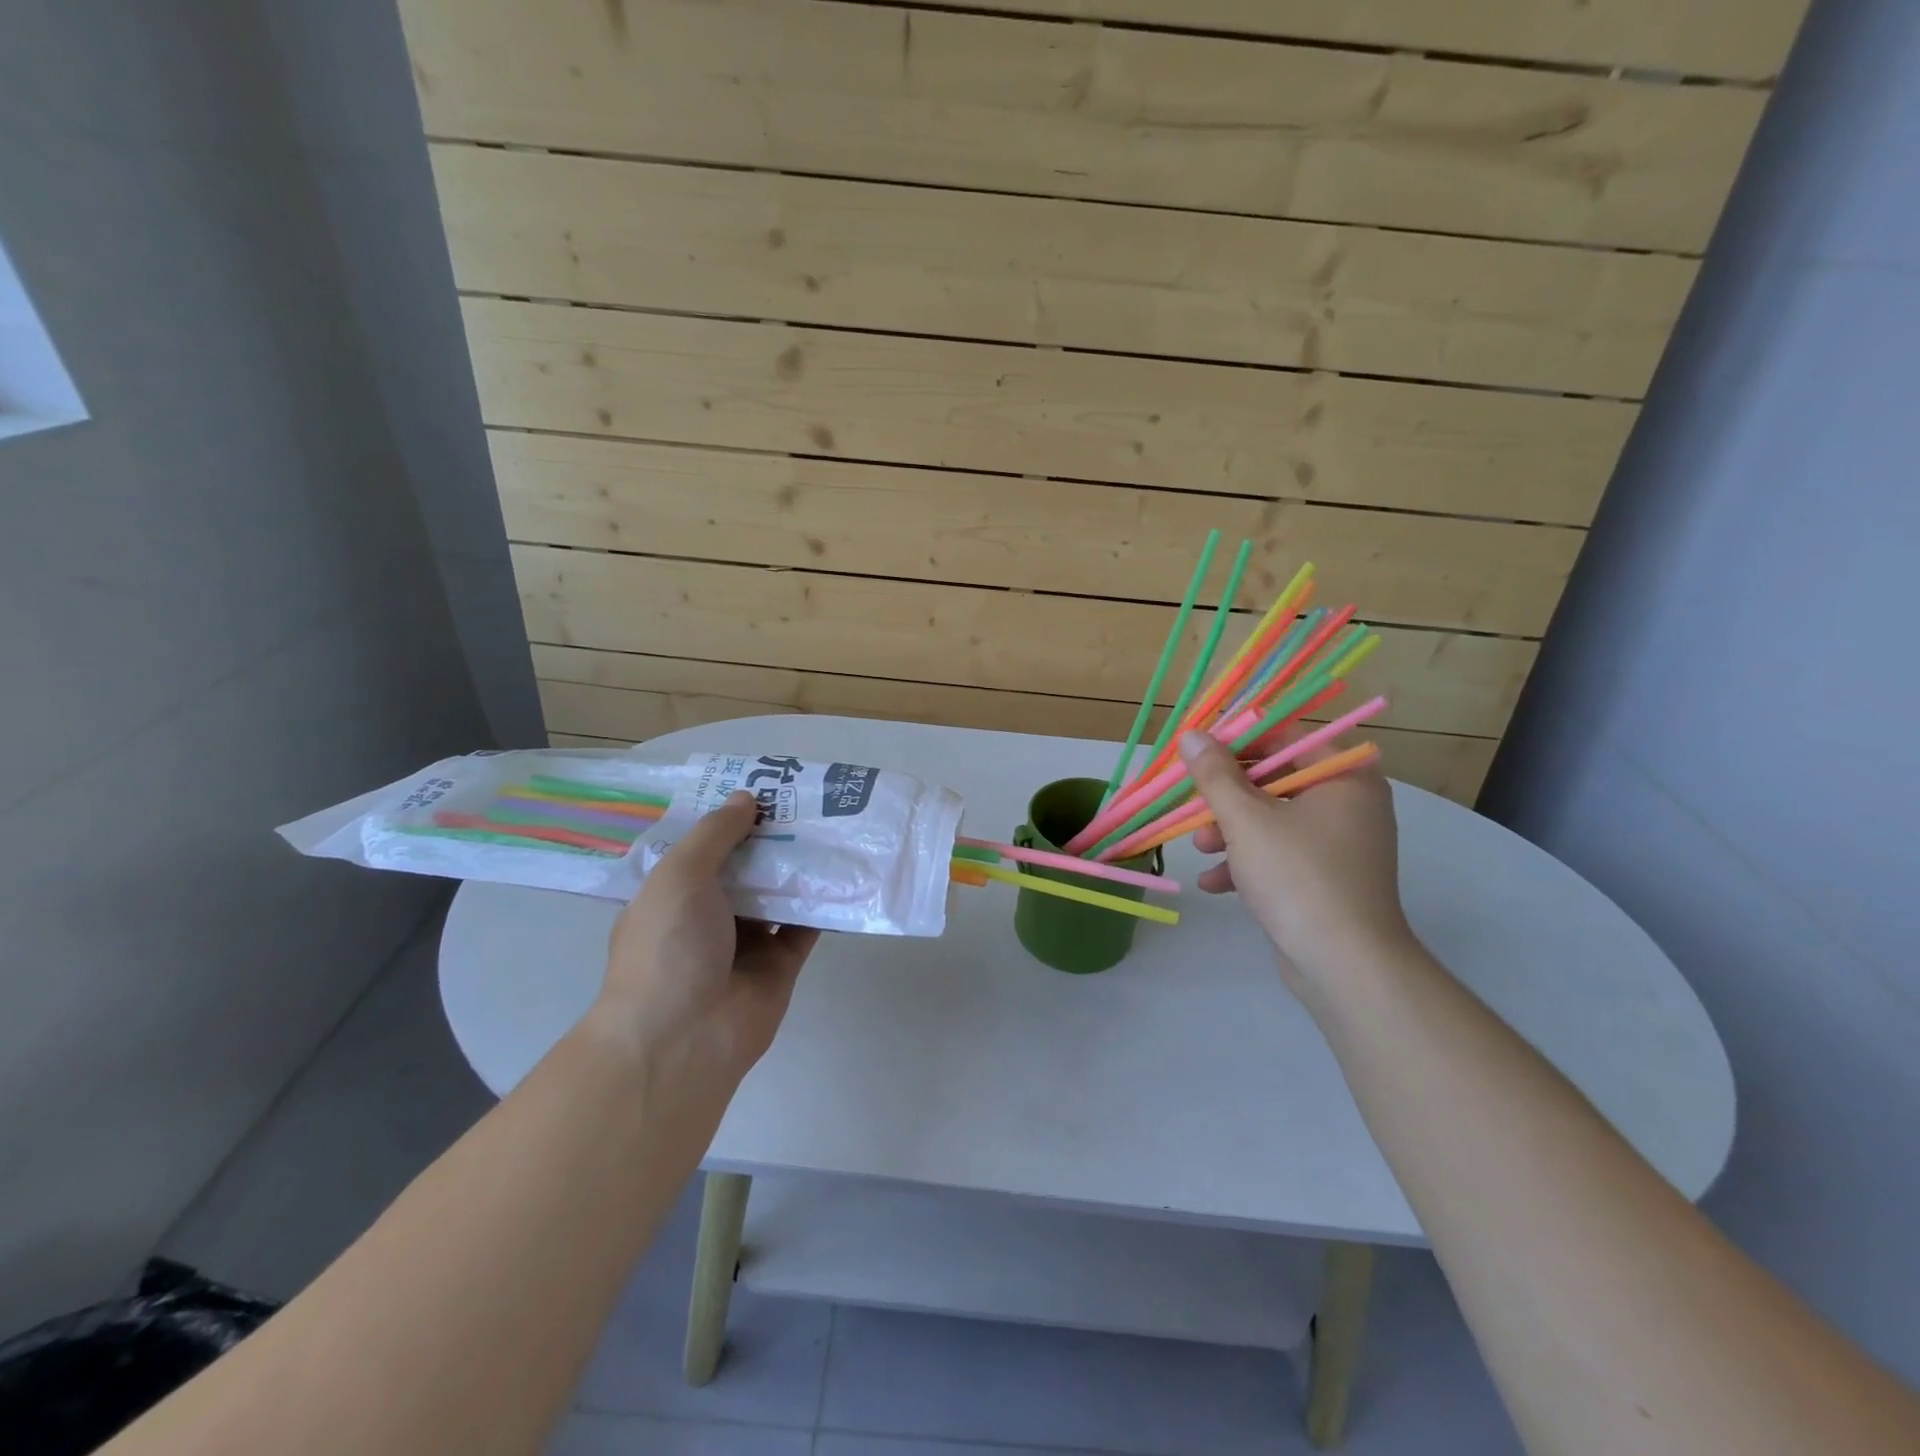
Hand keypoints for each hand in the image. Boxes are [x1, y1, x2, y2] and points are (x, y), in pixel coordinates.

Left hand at [590, 792, 818, 1091]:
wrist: (684, 1039)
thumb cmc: (668, 948)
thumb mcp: (679, 877)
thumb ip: (715, 835)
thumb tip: (747, 797)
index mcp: (673, 895)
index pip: (703, 848)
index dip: (729, 818)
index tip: (762, 787)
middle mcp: (707, 916)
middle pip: (745, 867)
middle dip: (771, 837)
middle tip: (807, 800)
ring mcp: (745, 942)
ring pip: (778, 894)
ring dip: (800, 866)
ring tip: (833, 826)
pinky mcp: (780, 965)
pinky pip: (805, 926)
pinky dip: (822, 903)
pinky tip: (845, 871)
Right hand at [1179, 729, 1412, 989]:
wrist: (1345, 964)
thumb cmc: (1297, 876)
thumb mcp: (1245, 819)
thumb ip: (1215, 774)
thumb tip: (1192, 736)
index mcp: (1343, 775)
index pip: (1285, 736)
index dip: (1238, 740)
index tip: (1198, 752)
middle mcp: (1349, 802)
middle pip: (1275, 779)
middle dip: (1227, 795)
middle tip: (1192, 801)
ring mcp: (1340, 843)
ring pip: (1273, 819)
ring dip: (1230, 830)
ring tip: (1199, 848)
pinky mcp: (1328, 878)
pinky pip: (1281, 854)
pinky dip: (1248, 862)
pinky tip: (1215, 882)